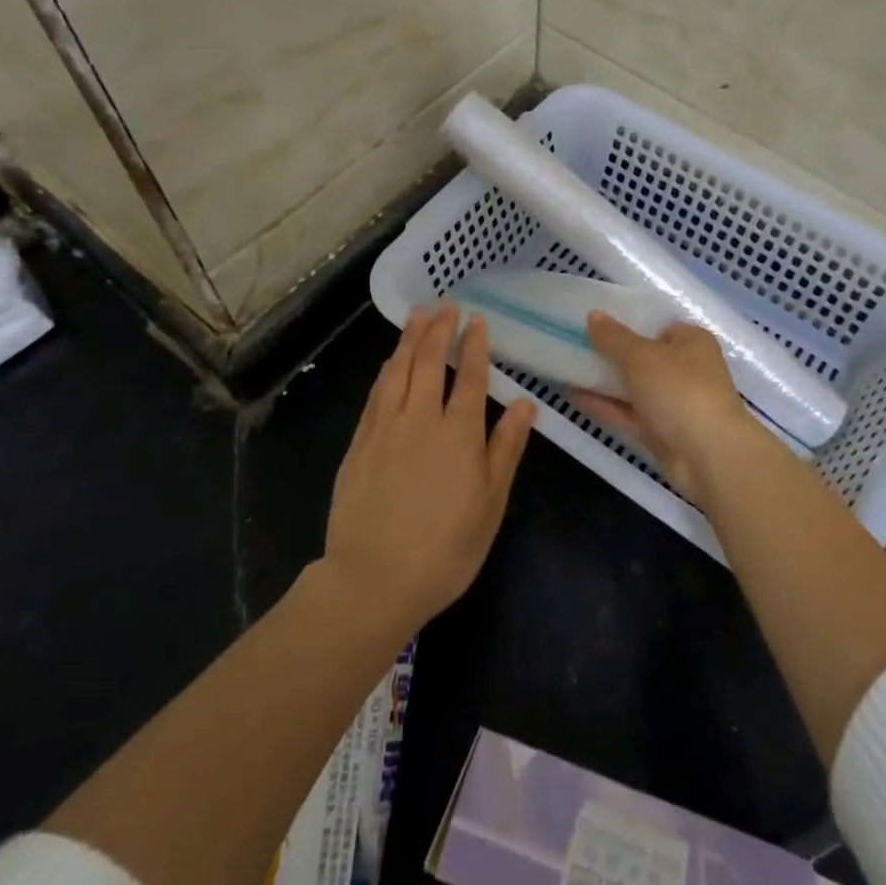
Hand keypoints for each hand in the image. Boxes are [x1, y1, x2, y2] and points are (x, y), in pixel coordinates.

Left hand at [322, 304, 534, 635]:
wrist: (373, 580)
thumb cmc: (445, 549)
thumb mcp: (490, 504)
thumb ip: (505, 449)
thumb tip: (525, 404)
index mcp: (458, 433)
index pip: (470, 376)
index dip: (474, 345)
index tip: (477, 320)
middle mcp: (421, 419)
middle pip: (431, 362)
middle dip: (440, 330)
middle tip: (446, 304)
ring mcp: (385, 428)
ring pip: (399, 371)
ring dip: (410, 340)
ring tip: (418, 315)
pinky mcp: (359, 444)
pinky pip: (376, 394)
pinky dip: (386, 370)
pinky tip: (390, 361)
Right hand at [575, 313, 781, 503]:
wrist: (708, 455)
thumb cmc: (679, 390)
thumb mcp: (641, 356)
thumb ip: (614, 337)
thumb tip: (593, 315)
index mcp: (692, 341)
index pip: (658, 326)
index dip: (629, 324)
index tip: (596, 324)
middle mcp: (687, 369)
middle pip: (644, 357)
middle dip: (612, 354)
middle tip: (575, 345)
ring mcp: (675, 403)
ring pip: (635, 387)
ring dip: (605, 381)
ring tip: (566, 369)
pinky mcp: (663, 432)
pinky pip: (630, 413)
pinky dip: (607, 405)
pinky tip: (575, 396)